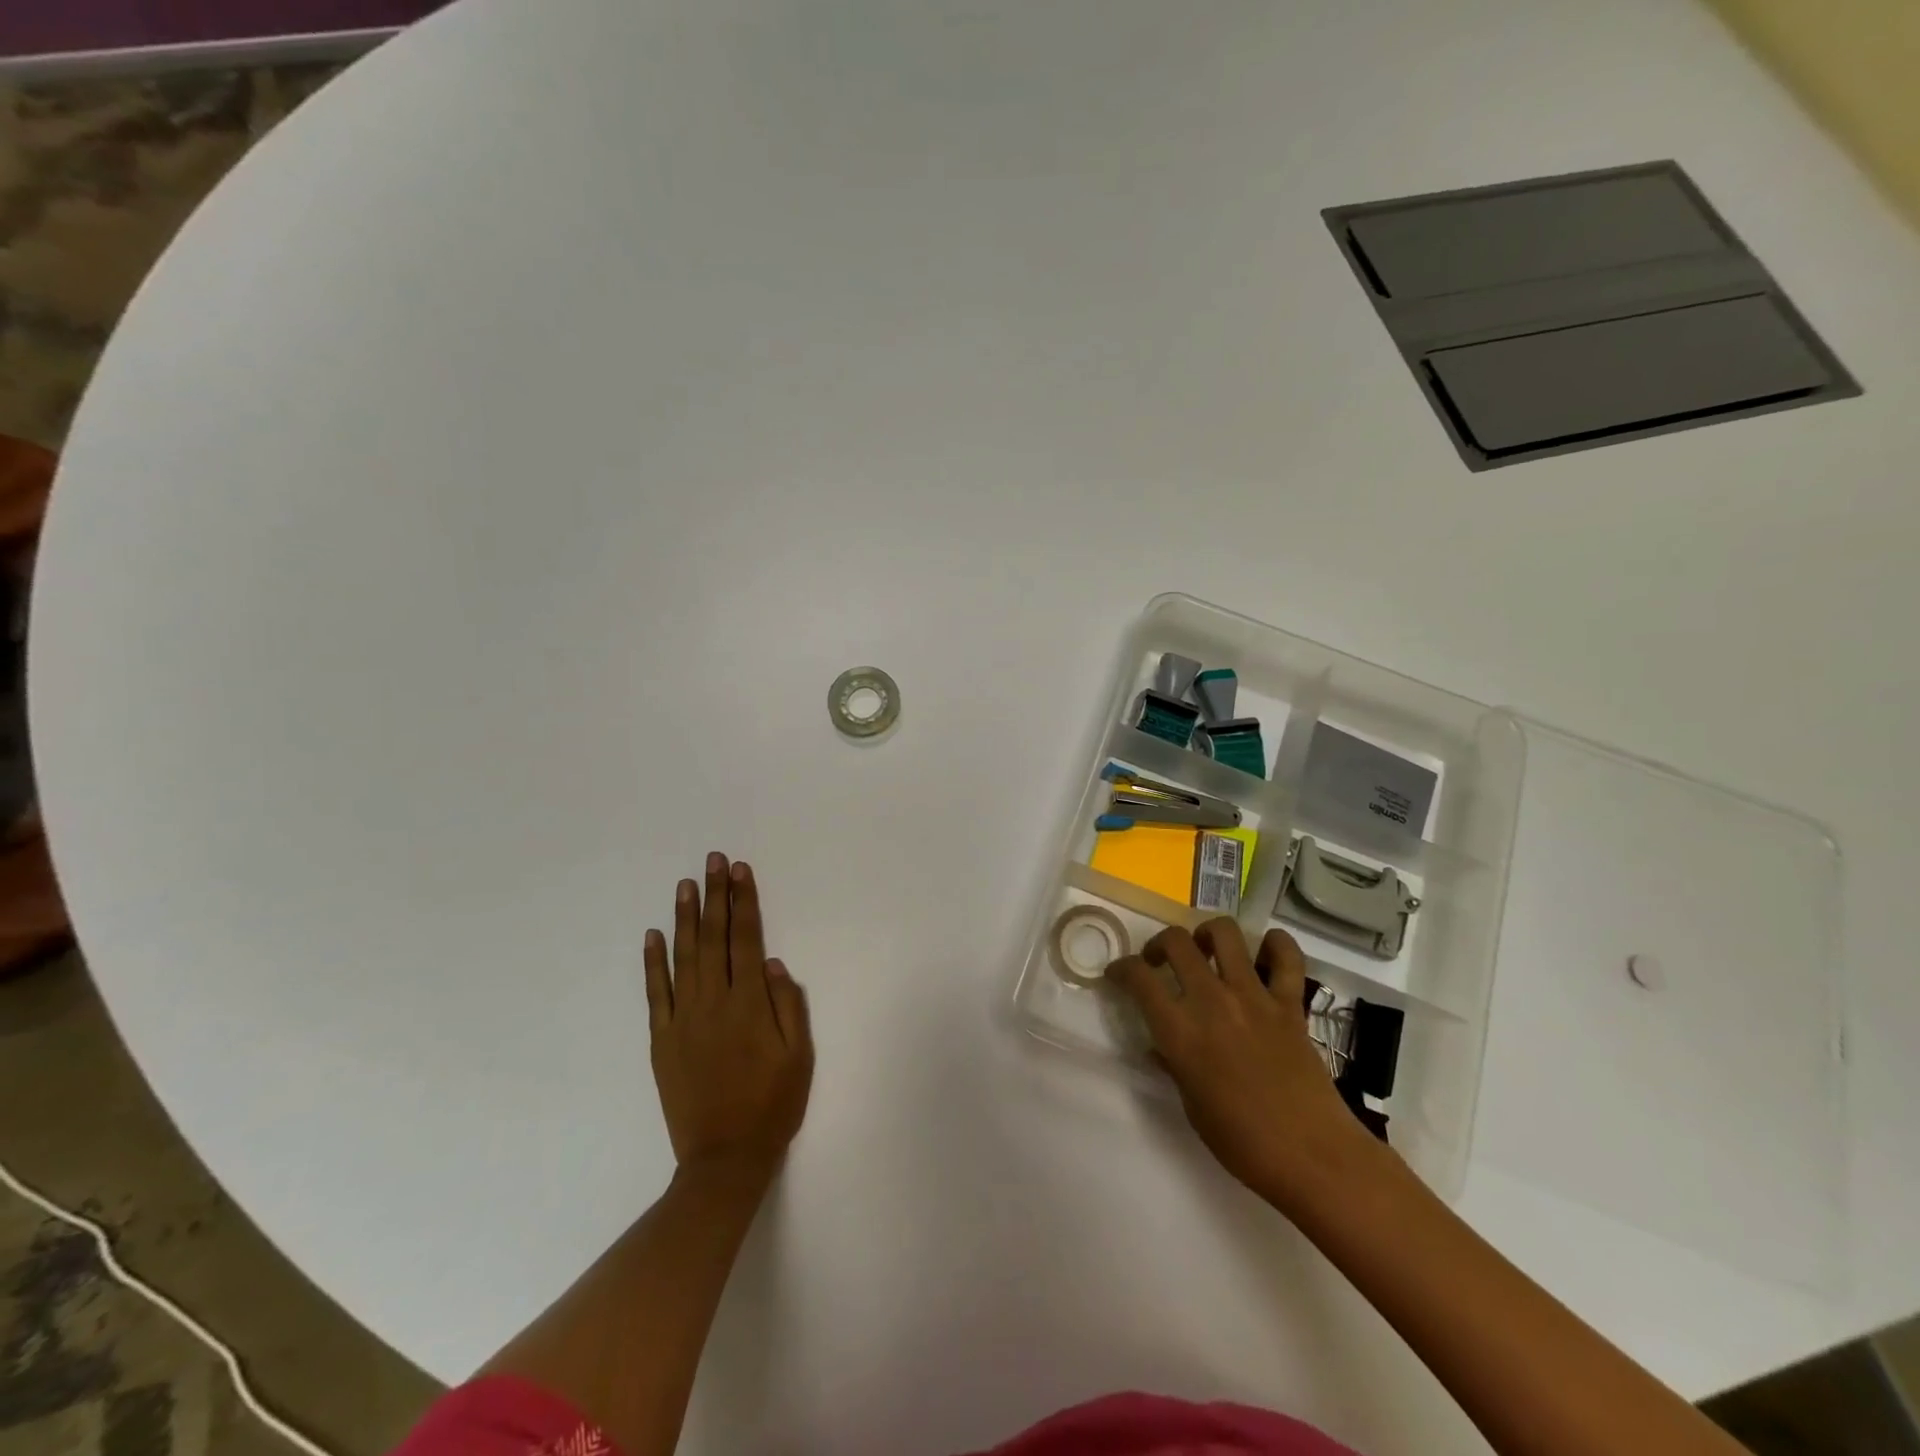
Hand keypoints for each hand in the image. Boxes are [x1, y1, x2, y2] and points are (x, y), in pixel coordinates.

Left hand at [644, 853, 813, 1186]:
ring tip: (686, 884)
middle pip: (713, 938)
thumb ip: (788, 1005)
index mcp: (749, 1004)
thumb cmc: (772, 1104)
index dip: (744, 903)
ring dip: (684, 918)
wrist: (724, 1158)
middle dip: (715, 896)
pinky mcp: (661, 1040)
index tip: (740, 871)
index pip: (746, 939)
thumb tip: (771, 962)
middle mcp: (713, 1003)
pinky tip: (653, 935)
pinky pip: (655, 993)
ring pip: (683, 957)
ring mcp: (682, 1020)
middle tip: (714, 860)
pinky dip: (652, 962)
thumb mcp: (799, 1055)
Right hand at [1106, 920, 1375, 1210]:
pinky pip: (1286, 957)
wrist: (1312, 1157)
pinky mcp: (1289, 1003)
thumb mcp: (1192, 1106)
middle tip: (1160, 961)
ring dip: (1207, 933)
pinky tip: (1264, 952)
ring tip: (1206, 950)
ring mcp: (1253, 997)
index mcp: (1180, 1031)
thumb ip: (1174, 1066)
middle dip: (1160, 943)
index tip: (1119, 974)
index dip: (1122, 968)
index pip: (1139, 978)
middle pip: (1176, 942)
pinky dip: (1275, 945)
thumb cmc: (1243, 1143)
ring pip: (1224, 933)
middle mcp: (1212, 1002)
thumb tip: (1162, 1047)